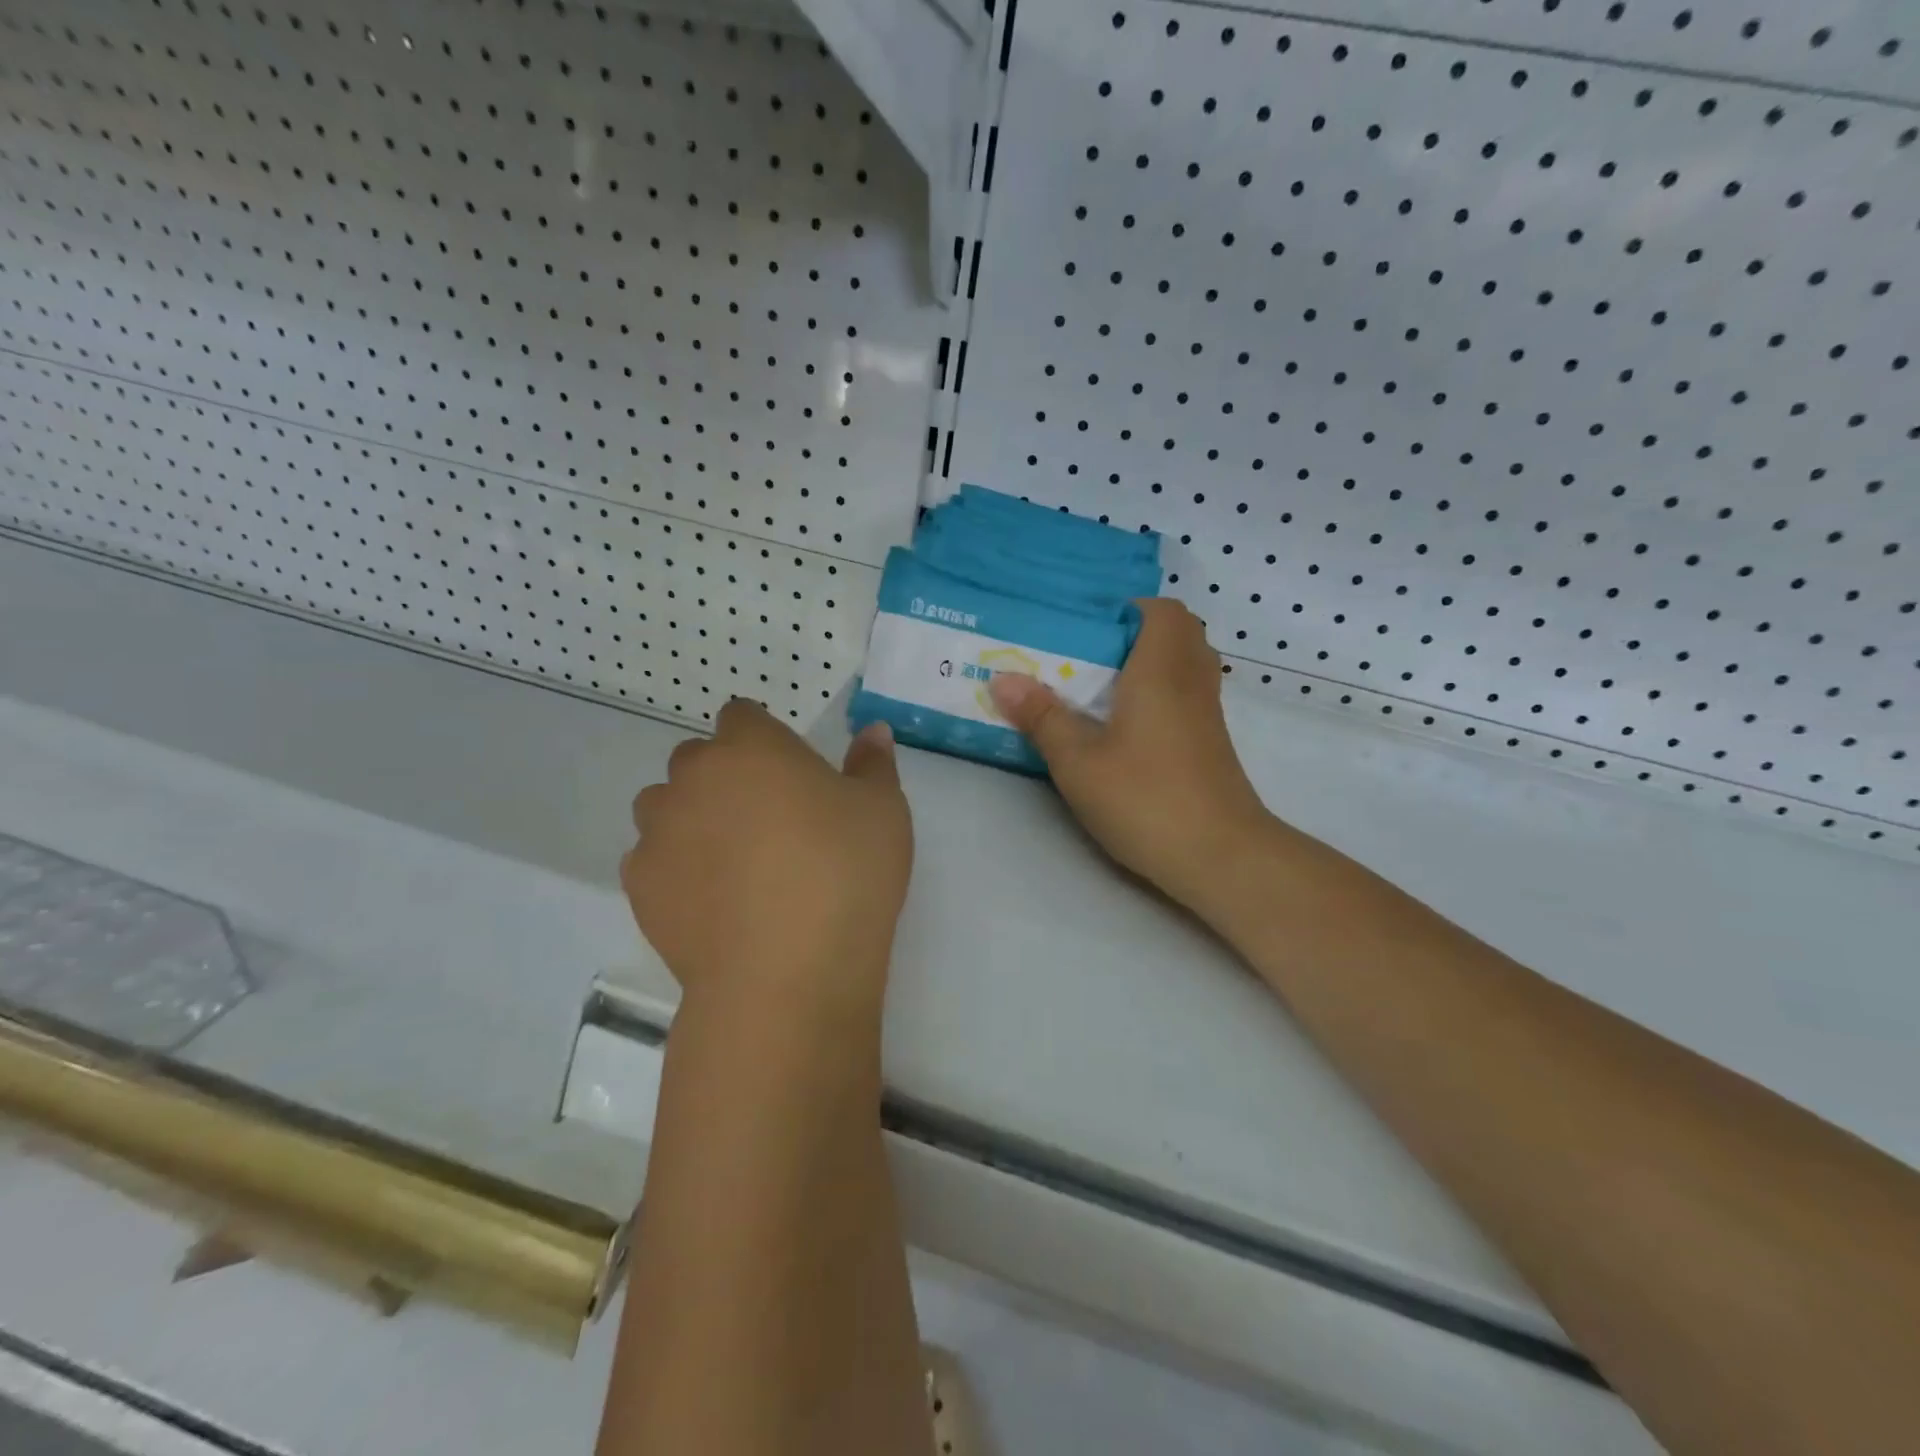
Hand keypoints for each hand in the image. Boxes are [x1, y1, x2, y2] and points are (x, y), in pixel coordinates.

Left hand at [622, 702, 912, 1020]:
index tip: (791, 776)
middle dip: (725, 778)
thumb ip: (874, 764)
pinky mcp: (639, 885)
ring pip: (666, 808)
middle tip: (767, 823)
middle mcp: (693, 777)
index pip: (742, 716)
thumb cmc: (844, 875)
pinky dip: (675, 870)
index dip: (764, 740)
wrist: (785, 973)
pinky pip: (652, 860)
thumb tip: (872, 731)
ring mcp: (658, 832)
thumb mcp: (883, 812)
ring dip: (691, 820)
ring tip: (733, 864)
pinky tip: (712, 903)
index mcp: (751, 747)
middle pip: (698, 760)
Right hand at [988, 599, 1272, 920]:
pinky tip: (1125, 727)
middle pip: (1177, 633)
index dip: (1127, 610)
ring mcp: (1207, 714)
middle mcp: (1191, 681)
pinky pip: (1187, 695)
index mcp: (1161, 669)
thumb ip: (1042, 717)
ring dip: (1148, 665)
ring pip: (1185, 665)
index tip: (1087, 630)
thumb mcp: (1078, 761)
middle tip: (1088, 658)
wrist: (1221, 857)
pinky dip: (1160, 694)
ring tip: (1101, 689)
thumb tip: (1002, 678)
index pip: (1162, 610)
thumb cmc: (1146, 799)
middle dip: (1133, 636)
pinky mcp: (1210, 743)